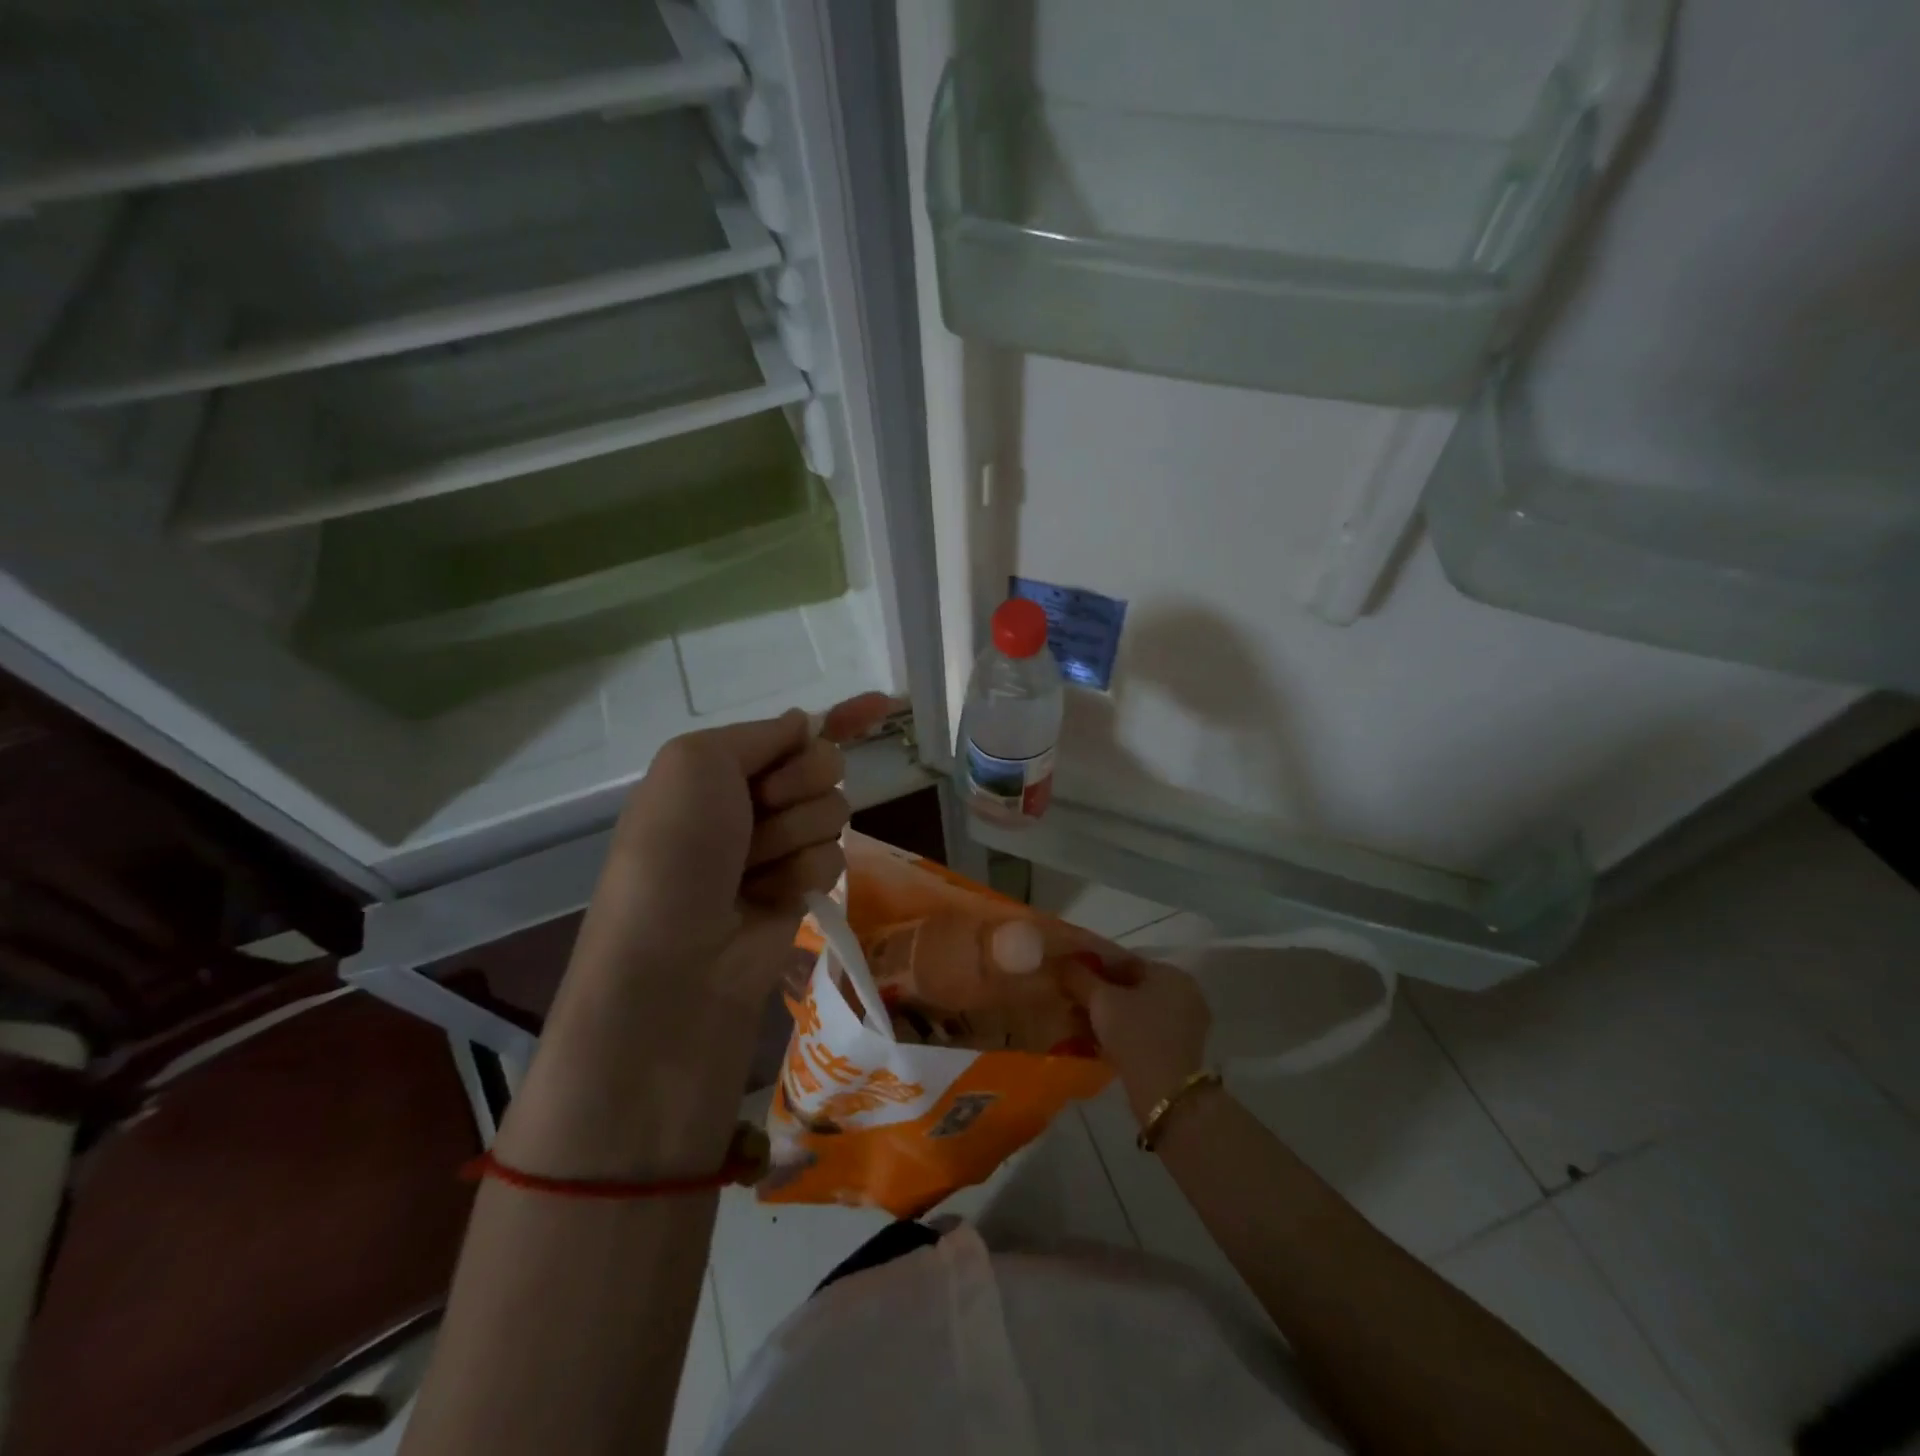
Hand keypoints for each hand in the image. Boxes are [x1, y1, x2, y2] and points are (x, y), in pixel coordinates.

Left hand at [586, 693, 899, 1001]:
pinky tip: (768, 897)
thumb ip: (759, 733)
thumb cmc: (676, 848)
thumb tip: (805, 722)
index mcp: (723, 766)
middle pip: (824, 764)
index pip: (793, 730)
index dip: (837, 716)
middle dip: (800, 783)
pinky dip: (802, 873)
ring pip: (834, 811)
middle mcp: (754, 800)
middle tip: (761, 808)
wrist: (676, 958)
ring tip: (751, 869)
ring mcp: (780, 845)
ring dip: (794, 835)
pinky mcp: (803, 886)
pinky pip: (834, 855)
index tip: (882, 705)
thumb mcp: (694, 763)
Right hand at [1062, 956, 1212, 1122]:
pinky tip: (1093, 1037)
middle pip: (1129, 985)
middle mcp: (1183, 994)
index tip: (1066, 970)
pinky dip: (1118, 1030)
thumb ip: (1079, 976)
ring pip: (1134, 1009)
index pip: (1124, 959)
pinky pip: (1141, 1029)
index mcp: (1170, 974)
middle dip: (1096, 990)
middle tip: (1067, 994)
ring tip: (1074, 1018)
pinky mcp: (1177, 1050)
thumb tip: (1059, 961)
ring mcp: (1183, 1024)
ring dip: (1105, 1012)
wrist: (1165, 1096)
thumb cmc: (1135, 1036)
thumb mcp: (1101, 1001)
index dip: (1091, 962)